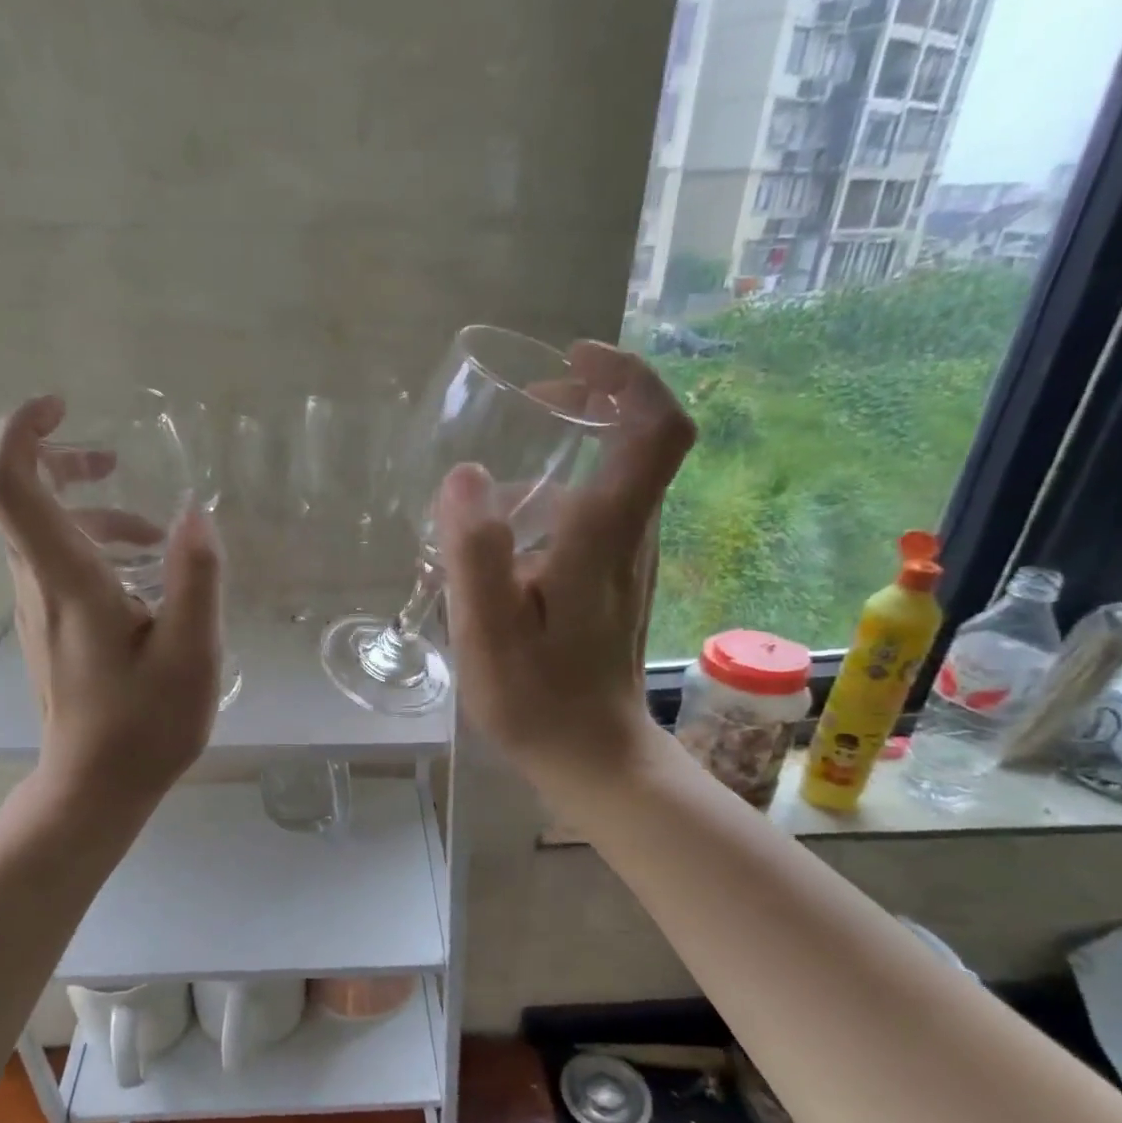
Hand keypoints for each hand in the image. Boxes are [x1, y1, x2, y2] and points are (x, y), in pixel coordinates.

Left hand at [0, 395, 222, 802]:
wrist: (95, 788)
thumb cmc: (145, 725)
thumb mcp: (191, 652)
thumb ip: (196, 578)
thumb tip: (194, 513)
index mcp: (67, 581)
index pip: (10, 485)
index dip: (23, 432)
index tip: (65, 409)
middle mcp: (38, 586)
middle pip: (22, 499)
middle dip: (65, 464)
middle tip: (117, 462)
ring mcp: (38, 610)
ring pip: (46, 535)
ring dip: (94, 514)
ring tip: (157, 539)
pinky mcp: (50, 631)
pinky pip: (59, 566)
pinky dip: (96, 549)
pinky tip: (147, 581)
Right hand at [435, 341, 695, 789]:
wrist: (595, 758)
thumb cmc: (539, 701)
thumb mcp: (490, 633)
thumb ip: (476, 554)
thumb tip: (465, 475)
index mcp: (606, 536)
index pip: (656, 429)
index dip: (627, 377)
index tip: (572, 364)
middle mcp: (633, 537)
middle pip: (645, 441)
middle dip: (598, 398)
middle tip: (533, 401)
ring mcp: (631, 561)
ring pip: (627, 474)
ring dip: (587, 439)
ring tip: (523, 442)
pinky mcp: (618, 582)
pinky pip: (609, 508)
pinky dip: (578, 481)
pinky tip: (525, 513)